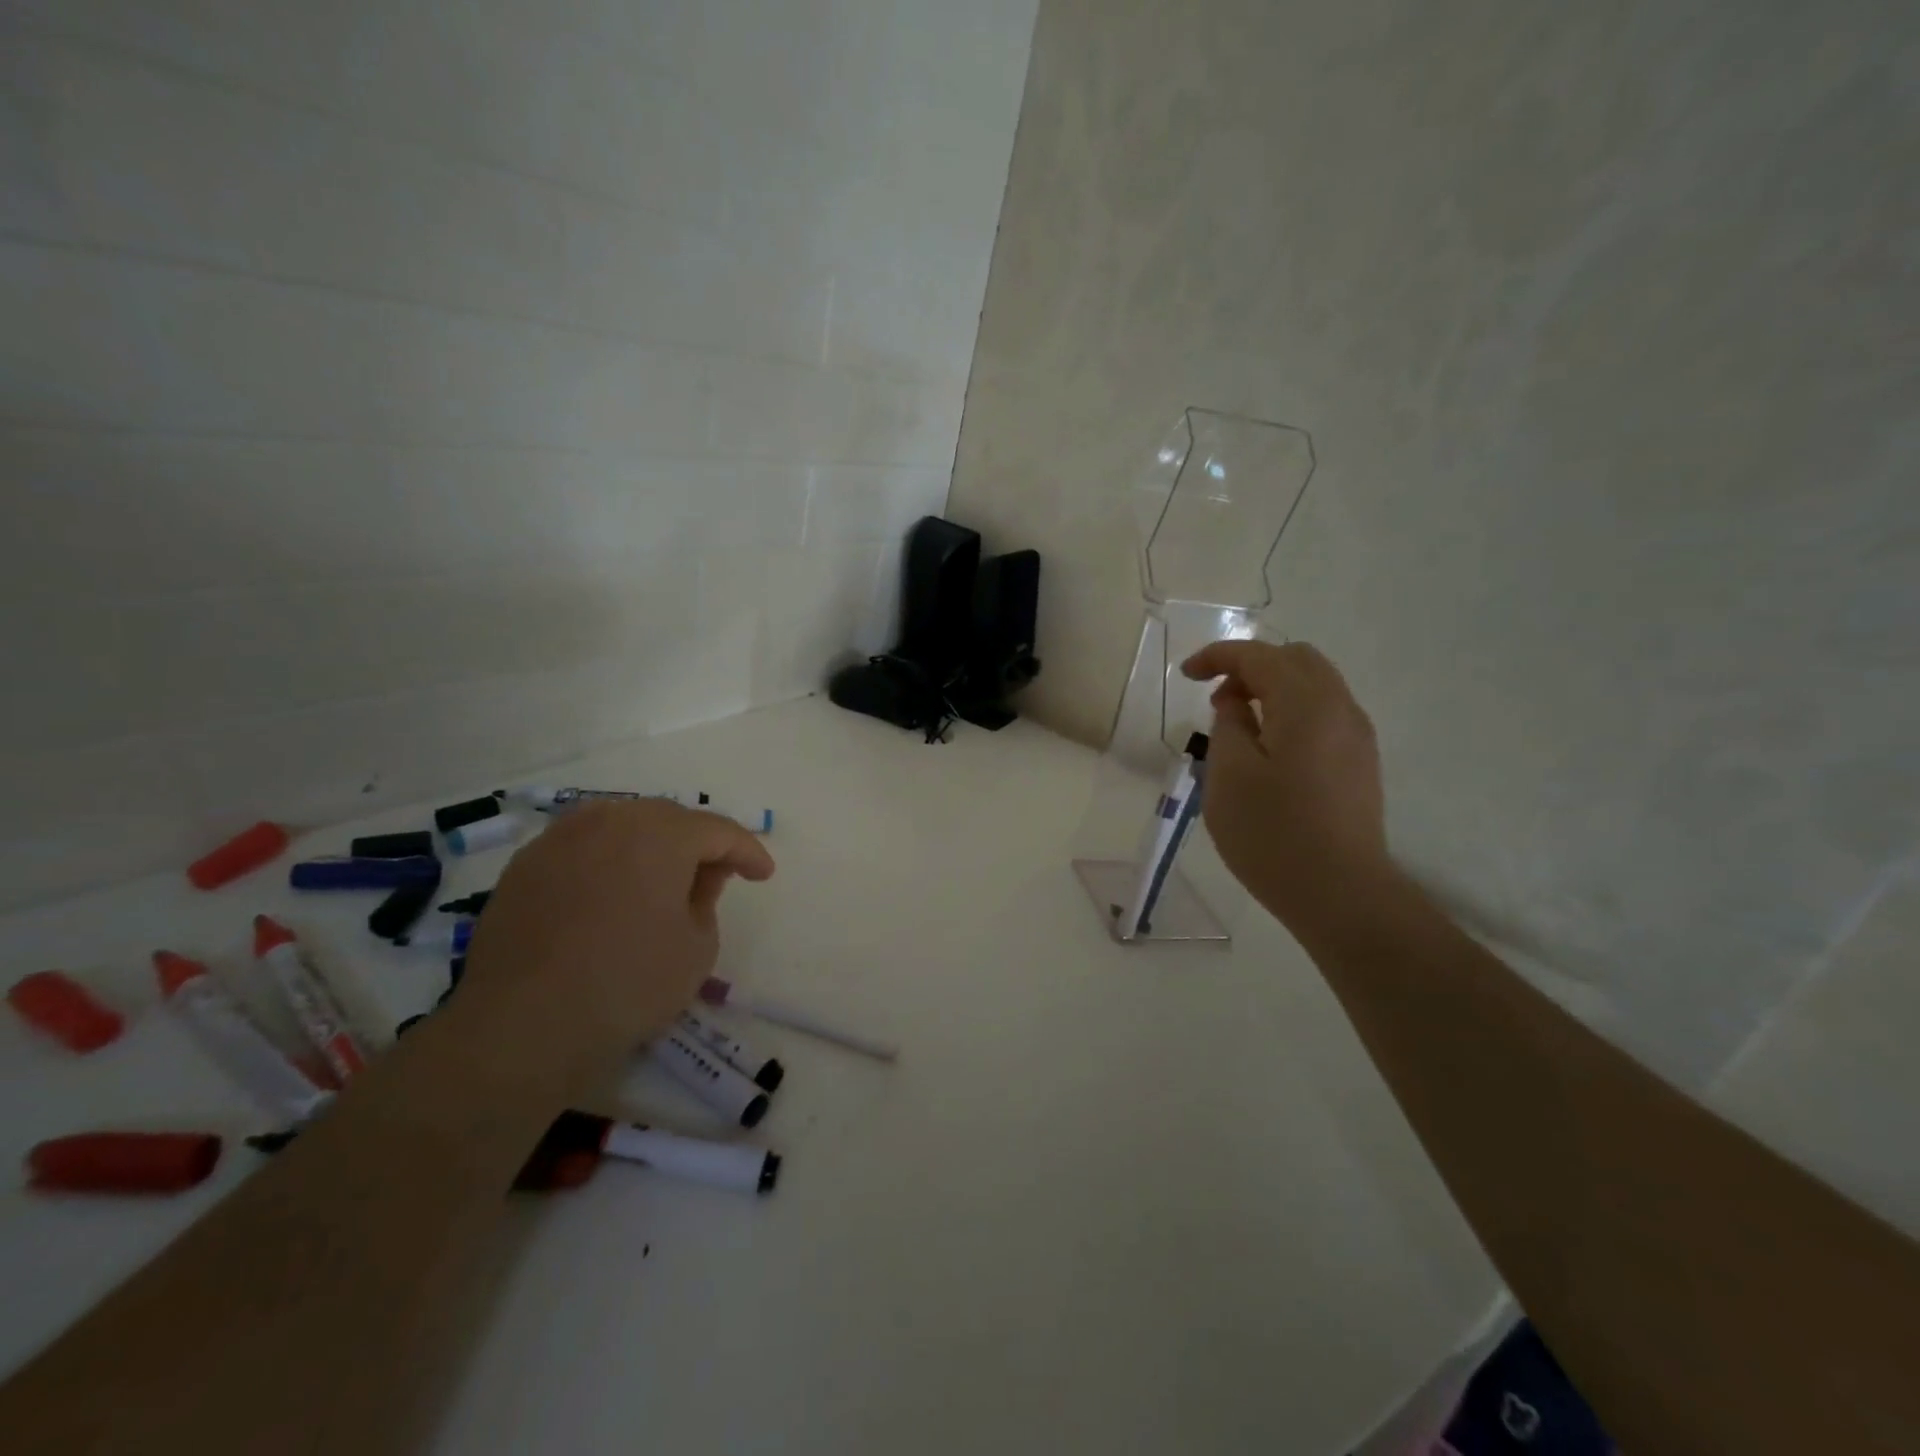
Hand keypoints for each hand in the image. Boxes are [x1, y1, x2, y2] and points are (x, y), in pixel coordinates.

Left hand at [454, 801, 775, 1090]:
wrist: (521, 1027)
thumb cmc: (628, 984)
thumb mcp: (697, 947)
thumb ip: (707, 899)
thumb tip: (697, 878)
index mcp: (661, 834)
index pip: (718, 830)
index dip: (747, 851)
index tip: (764, 874)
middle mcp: (610, 820)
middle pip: (668, 819)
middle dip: (697, 844)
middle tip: (715, 876)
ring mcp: (560, 839)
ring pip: (621, 826)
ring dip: (650, 846)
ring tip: (660, 880)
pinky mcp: (525, 866)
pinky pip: (582, 848)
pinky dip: (607, 862)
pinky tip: (610, 894)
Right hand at [1181, 641, 1388, 928]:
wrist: (1341, 894)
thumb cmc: (1273, 833)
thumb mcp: (1228, 775)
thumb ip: (1228, 723)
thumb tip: (1236, 701)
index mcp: (1305, 704)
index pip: (1259, 656)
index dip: (1217, 656)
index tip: (1184, 675)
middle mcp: (1340, 708)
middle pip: (1296, 659)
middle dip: (1250, 666)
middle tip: (1215, 698)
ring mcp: (1357, 737)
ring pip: (1314, 685)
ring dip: (1272, 688)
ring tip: (1238, 725)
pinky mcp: (1360, 763)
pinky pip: (1324, 713)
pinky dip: (1291, 711)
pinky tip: (1269, 749)